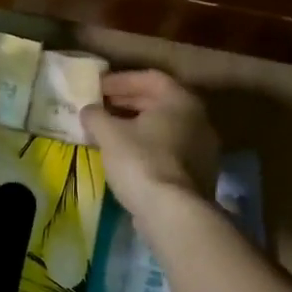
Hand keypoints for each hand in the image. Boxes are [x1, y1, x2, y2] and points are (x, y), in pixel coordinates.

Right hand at [80, 70, 219, 214]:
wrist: (174, 213)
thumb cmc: (141, 162)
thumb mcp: (109, 134)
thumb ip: (95, 116)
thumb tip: (89, 110)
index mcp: (180, 100)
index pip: (149, 78)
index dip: (120, 80)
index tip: (97, 88)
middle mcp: (198, 118)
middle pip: (159, 101)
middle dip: (127, 102)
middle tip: (101, 107)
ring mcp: (203, 147)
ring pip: (165, 127)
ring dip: (136, 125)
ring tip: (109, 132)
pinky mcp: (199, 172)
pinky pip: (170, 149)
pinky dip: (148, 146)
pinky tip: (126, 156)